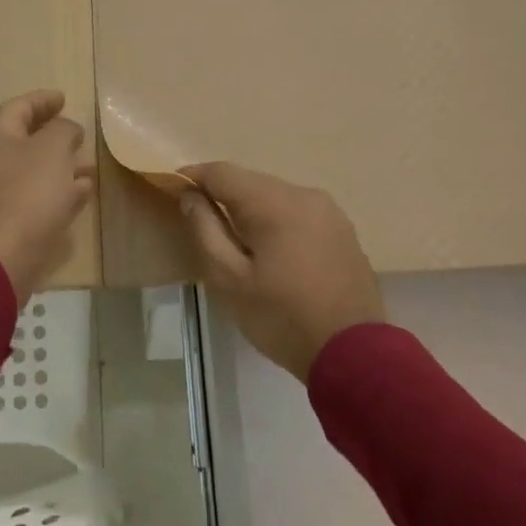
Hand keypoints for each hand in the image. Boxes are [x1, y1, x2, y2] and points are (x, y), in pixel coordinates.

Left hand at [0, 90, 95, 303]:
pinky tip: (81, 195)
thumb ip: (63, 131)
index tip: (63, 98)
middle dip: (54, 137)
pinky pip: (34, 199)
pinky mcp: (5, 223)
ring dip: (60, 167)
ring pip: (32, 172)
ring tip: (88, 167)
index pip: (19, 107)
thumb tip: (66, 129)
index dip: (42, 100)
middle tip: (79, 135)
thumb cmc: (26, 193)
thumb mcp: (52, 150)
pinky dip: (57, 192)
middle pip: (24, 140)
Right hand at [177, 162, 384, 381]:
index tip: (172, 189)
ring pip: (276, 196)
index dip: (193, 177)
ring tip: (234, 239)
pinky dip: (276, 221)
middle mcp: (305, 195)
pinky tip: (270, 249)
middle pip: (251, 181)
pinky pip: (298, 213)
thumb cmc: (281, 317)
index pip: (223, 172)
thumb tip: (191, 196)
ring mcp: (330, 212)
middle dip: (222, 194)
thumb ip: (205, 229)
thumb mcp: (229, 278)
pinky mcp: (343, 230)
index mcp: (275, 203)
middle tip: (200, 220)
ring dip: (250, 209)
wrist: (354, 353)